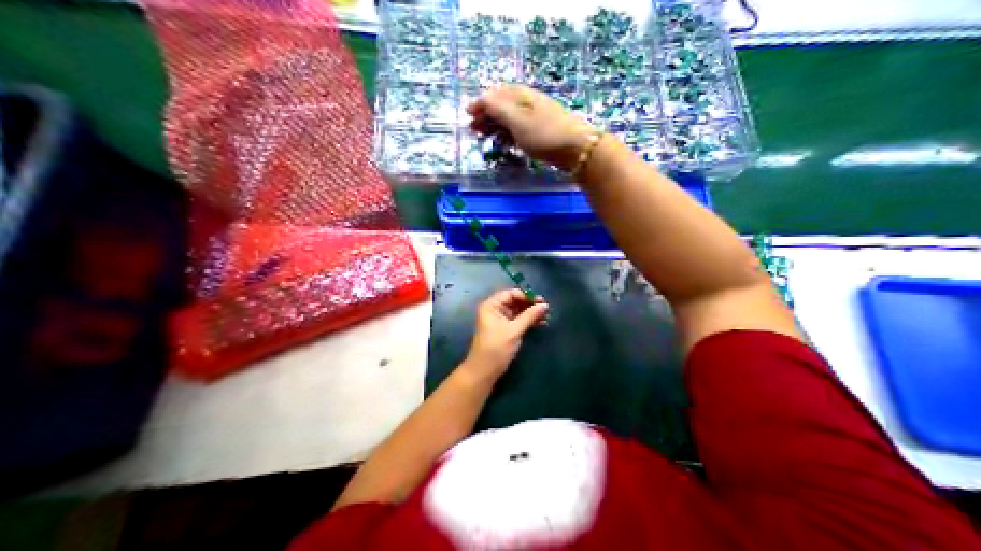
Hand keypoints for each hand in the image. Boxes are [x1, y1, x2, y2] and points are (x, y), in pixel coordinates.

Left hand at [462, 289, 547, 383]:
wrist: (484, 370)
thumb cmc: (496, 348)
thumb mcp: (514, 331)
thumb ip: (530, 316)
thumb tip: (545, 305)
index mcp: (491, 306)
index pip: (511, 294)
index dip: (526, 296)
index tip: (542, 301)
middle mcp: (494, 310)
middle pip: (515, 301)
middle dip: (530, 304)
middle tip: (546, 309)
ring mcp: (499, 320)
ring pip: (518, 311)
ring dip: (531, 313)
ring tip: (546, 317)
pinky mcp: (505, 330)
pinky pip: (518, 320)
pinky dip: (528, 321)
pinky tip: (540, 323)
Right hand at [470, 85, 598, 169]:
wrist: (578, 149)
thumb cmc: (544, 134)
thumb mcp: (517, 120)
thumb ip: (498, 108)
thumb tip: (483, 98)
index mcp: (522, 95)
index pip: (497, 93)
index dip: (481, 102)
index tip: (467, 114)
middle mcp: (530, 102)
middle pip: (503, 104)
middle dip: (486, 114)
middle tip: (473, 127)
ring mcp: (538, 117)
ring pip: (512, 117)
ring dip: (496, 124)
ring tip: (485, 135)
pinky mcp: (544, 132)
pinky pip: (520, 128)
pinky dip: (508, 132)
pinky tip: (505, 141)